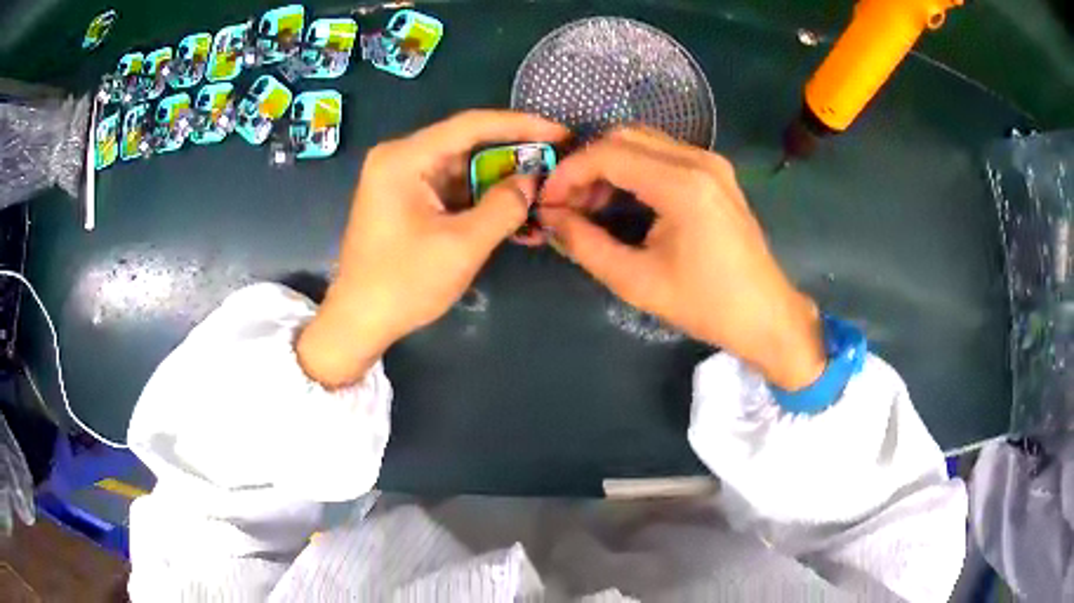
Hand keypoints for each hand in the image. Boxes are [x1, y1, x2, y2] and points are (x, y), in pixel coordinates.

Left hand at [298, 110, 568, 387]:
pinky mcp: (407, 200)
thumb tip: (532, 181)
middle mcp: (401, 158)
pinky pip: (452, 190)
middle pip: (467, 145)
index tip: (560, 133)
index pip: (471, 126)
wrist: (359, 321)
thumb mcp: (462, 246)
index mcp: (404, 158)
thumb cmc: (403, 284)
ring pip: (463, 169)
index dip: (521, 126)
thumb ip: (504, 207)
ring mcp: (402, 179)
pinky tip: (514, 213)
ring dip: (500, 183)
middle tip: (556, 164)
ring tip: (543, 192)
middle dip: (513, 157)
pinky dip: (481, 200)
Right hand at [539, 127, 825, 390]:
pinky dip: (633, 168)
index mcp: (681, 184)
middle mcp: (698, 159)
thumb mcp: (636, 282)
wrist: (765, 314)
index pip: (608, 154)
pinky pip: (662, 153)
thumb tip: (549, 219)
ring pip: (642, 140)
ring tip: (591, 205)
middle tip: (569, 203)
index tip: (547, 201)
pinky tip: (623, 200)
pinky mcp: (715, 172)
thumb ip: (584, 245)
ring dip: (609, 164)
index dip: (569, 173)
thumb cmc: (705, 304)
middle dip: (587, 164)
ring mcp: (711, 162)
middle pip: (624, 136)